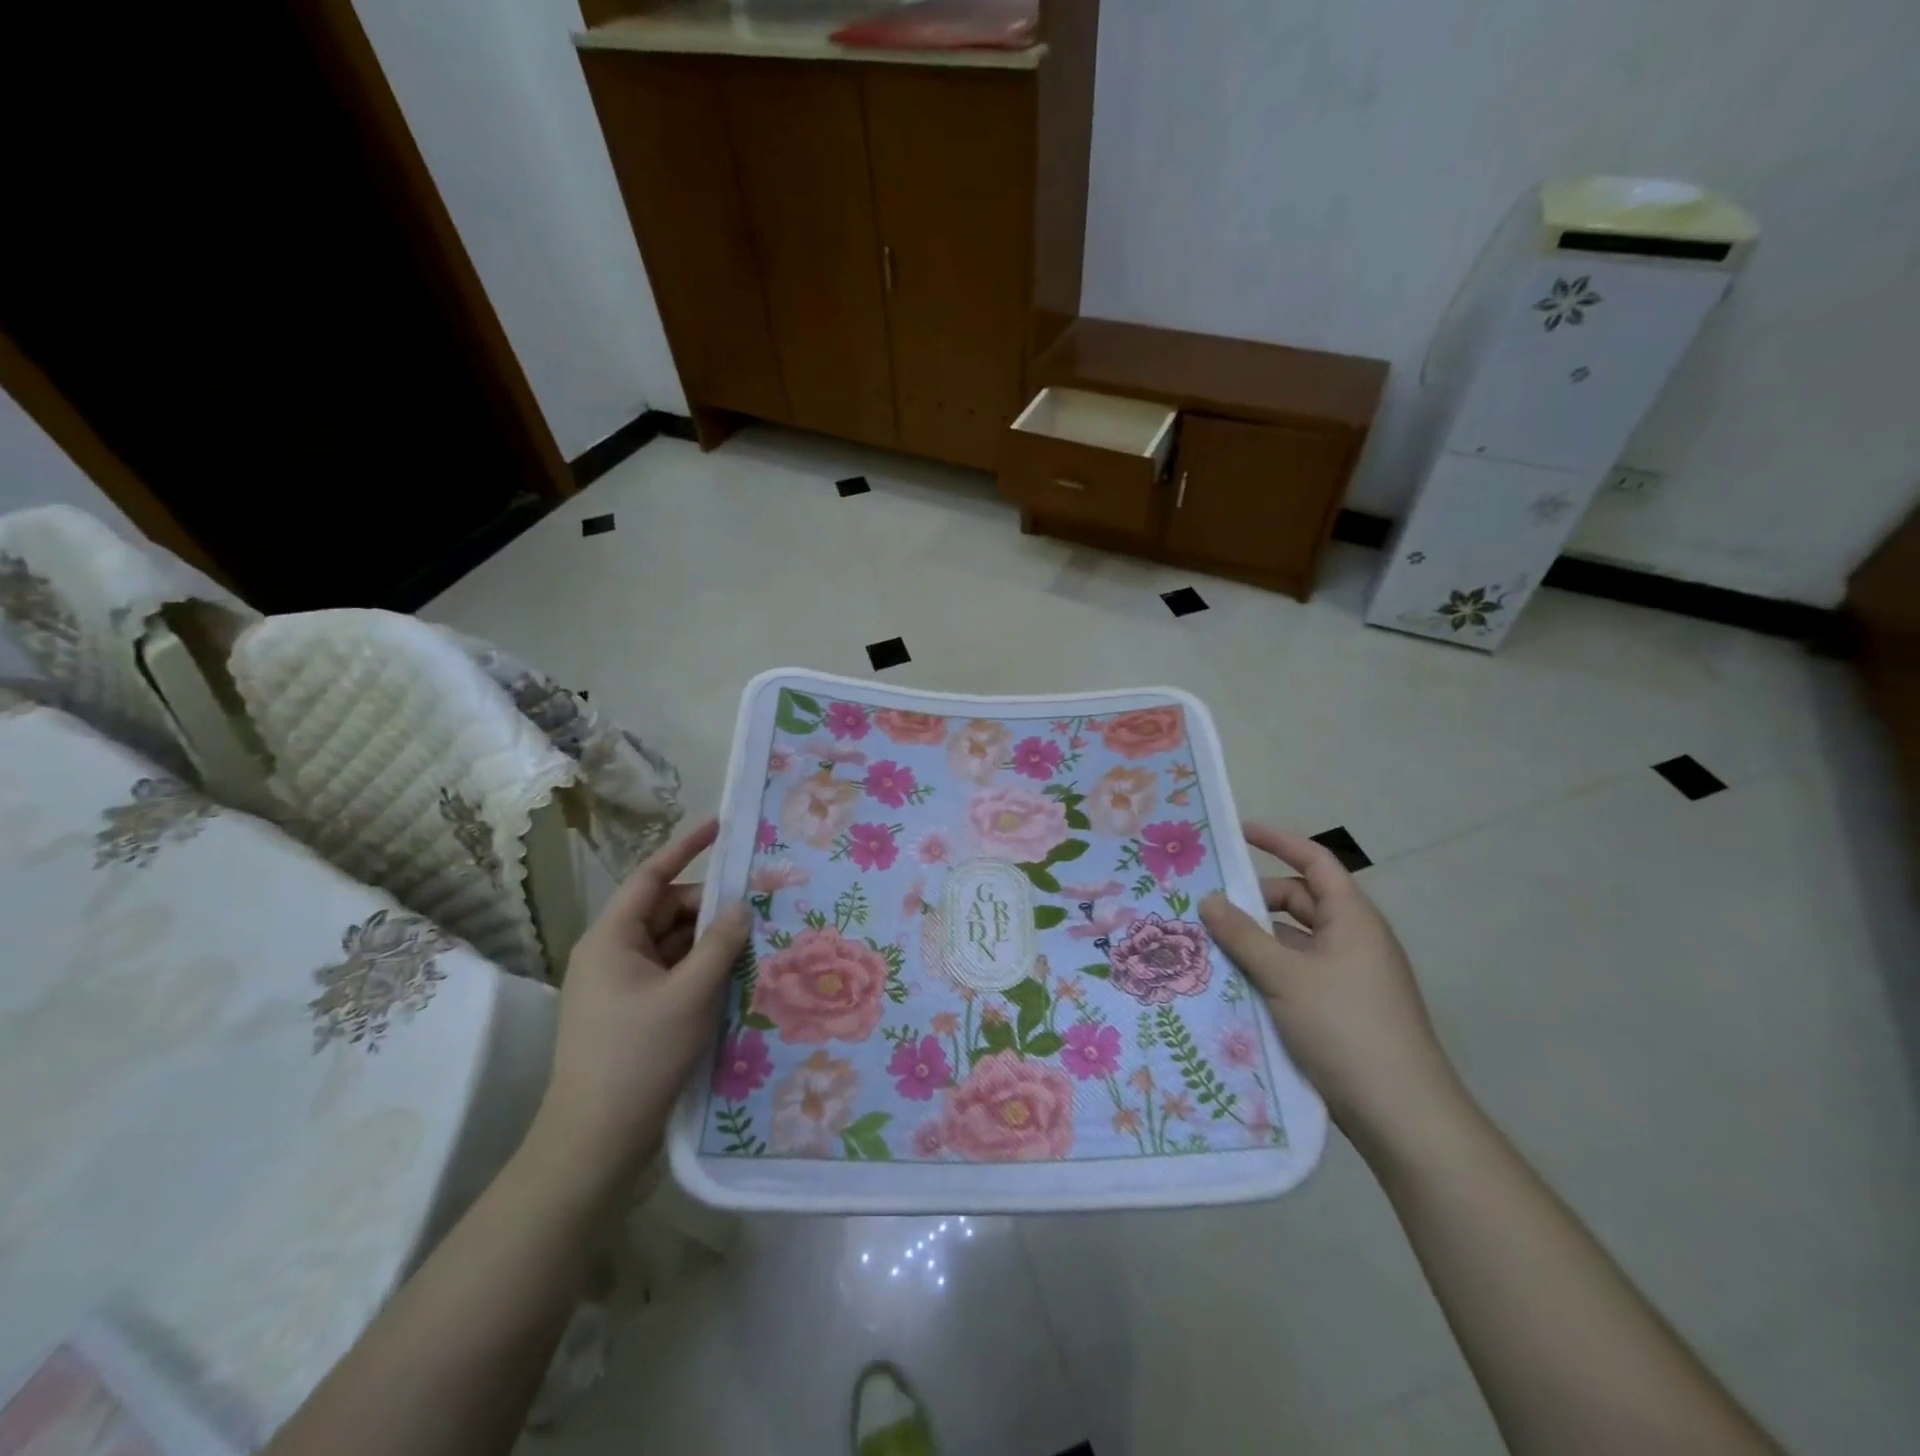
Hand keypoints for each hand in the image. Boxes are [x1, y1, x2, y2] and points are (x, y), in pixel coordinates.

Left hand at [524, 818, 750, 1195]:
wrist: (595, 1139)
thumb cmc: (639, 1056)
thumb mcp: (690, 994)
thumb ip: (720, 943)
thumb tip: (741, 907)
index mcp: (612, 938)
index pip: (652, 876)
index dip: (686, 846)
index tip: (721, 825)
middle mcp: (612, 953)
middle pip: (667, 910)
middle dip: (710, 907)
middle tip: (758, 906)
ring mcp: (620, 984)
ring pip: (672, 943)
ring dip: (709, 941)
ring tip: (754, 940)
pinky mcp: (632, 1010)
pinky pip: (671, 971)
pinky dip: (700, 967)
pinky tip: (734, 974)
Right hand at [1200, 824, 1467, 1158]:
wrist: (1401, 1114)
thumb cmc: (1345, 1027)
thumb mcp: (1285, 976)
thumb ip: (1243, 936)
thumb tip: (1209, 900)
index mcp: (1352, 919)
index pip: (1315, 861)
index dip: (1278, 841)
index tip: (1238, 833)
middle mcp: (1354, 939)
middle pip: (1300, 901)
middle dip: (1256, 899)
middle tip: (1209, 905)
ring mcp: (1350, 976)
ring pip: (1295, 940)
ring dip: (1258, 938)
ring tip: (1211, 944)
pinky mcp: (1342, 1008)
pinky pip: (1298, 972)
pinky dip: (1269, 968)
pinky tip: (1235, 983)